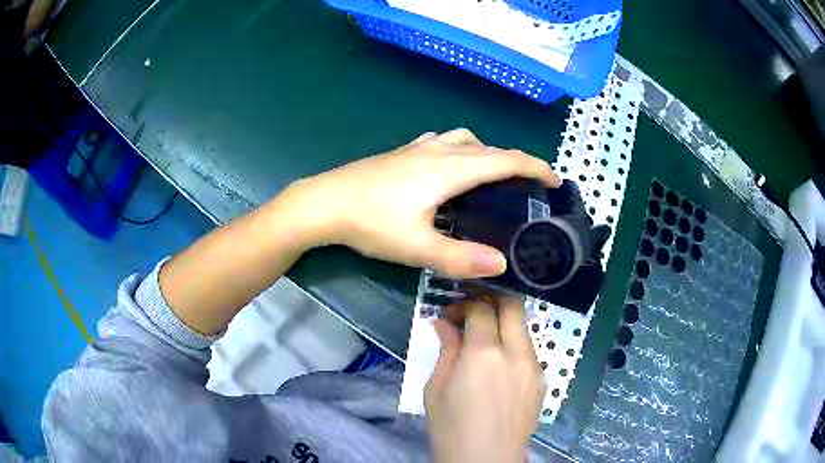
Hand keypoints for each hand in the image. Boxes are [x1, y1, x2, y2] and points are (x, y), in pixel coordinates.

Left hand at [282, 129, 558, 278]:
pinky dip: (461, 149)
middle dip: (516, 161)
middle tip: (531, 183)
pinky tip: (451, 166)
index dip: (534, 168)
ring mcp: (418, 148)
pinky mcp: (403, 153)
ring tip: (494, 175)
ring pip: (465, 140)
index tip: (555, 180)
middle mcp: (438, 150)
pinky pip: (444, 141)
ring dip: (488, 152)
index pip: (505, 161)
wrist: (324, 202)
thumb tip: (501, 265)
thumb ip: (460, 258)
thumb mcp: (417, 247)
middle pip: (489, 148)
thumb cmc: (370, 222)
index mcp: (449, 169)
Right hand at [425, 295, 544, 462]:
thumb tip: (445, 323)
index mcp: (484, 354)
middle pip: (513, 305)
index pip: (481, 308)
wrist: (486, 460)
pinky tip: (498, 361)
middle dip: (492, 298)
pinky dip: (513, 343)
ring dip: (504, 321)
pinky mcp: (541, 380)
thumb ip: (446, 350)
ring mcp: (534, 366)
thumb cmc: (451, 428)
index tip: (449, 314)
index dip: (463, 304)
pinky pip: (529, 349)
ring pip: (524, 326)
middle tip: (472, 308)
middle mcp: (516, 353)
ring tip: (484, 337)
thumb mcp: (436, 388)